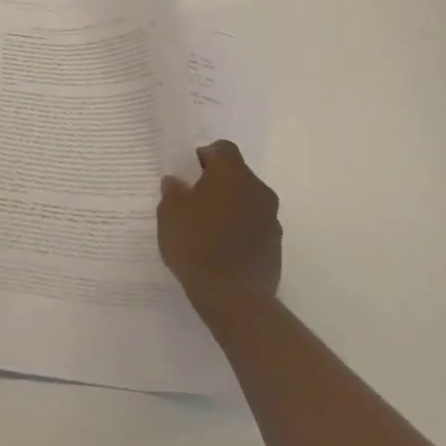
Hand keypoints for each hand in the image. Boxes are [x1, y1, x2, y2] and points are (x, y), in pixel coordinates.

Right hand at [158, 140, 282, 311]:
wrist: (233, 297)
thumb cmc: (196, 243)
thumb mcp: (170, 213)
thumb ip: (173, 191)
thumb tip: (177, 182)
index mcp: (232, 173)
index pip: (222, 148)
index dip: (205, 156)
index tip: (189, 173)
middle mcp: (258, 190)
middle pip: (237, 175)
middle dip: (217, 183)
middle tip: (193, 200)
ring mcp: (271, 220)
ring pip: (248, 201)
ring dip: (230, 207)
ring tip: (206, 228)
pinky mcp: (276, 247)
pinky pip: (255, 227)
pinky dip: (240, 231)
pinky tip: (221, 250)